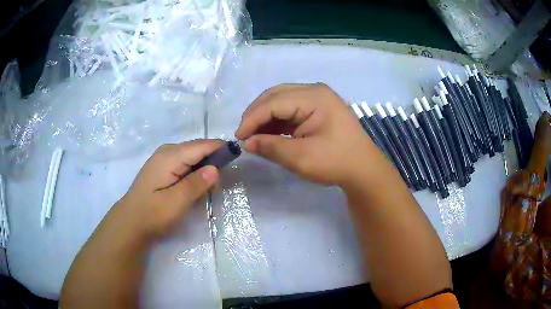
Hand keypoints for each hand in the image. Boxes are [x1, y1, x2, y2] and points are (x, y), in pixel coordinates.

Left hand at [118, 139, 223, 237]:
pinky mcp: (163, 165)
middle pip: (197, 147)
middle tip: (222, 180)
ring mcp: (163, 157)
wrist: (131, 220)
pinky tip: (196, 183)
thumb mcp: (176, 202)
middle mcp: (167, 150)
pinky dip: (195, 169)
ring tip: (210, 185)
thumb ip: (196, 184)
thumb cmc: (153, 213)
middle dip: (213, 159)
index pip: (202, 145)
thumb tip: (215, 168)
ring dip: (204, 165)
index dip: (221, 148)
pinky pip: (185, 161)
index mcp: (170, 156)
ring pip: (192, 154)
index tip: (237, 156)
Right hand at [235, 83, 378, 185]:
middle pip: (276, 96)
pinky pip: (291, 109)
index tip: (238, 137)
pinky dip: (277, 121)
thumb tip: (246, 143)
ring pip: (282, 101)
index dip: (252, 119)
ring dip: (266, 117)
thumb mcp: (300, 157)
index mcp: (314, 97)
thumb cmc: (336, 162)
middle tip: (244, 135)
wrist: (363, 170)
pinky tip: (269, 133)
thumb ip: (270, 147)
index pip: (274, 102)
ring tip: (254, 136)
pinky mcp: (318, 109)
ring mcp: (318, 99)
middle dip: (257, 114)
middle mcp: (315, 91)